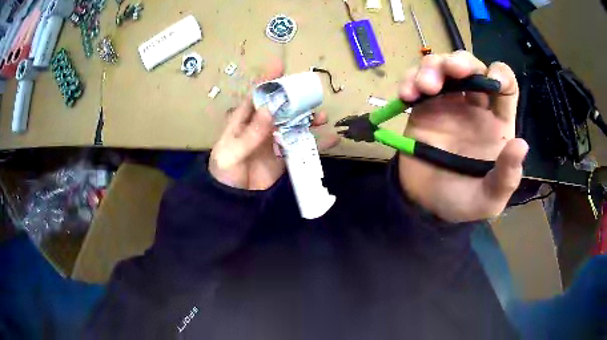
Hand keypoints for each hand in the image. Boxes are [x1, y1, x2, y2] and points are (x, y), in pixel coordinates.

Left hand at [209, 61, 338, 190]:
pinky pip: (303, 146)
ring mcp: (275, 140)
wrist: (234, 199)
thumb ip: (250, 133)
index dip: (267, 80)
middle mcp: (262, 126)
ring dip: (309, 119)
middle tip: (311, 94)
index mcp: (244, 120)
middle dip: (295, 99)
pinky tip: (332, 139)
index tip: (279, 65)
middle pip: (281, 107)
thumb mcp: (231, 152)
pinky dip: (317, 143)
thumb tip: (270, 108)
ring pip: (295, 124)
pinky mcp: (285, 155)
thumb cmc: (225, 172)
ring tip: (322, 117)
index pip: (256, 96)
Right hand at [398, 51, 528, 222]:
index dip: (501, 75)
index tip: (491, 80)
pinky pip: (415, 82)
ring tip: (423, 88)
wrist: (425, 206)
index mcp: (497, 123)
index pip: (505, 86)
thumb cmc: (462, 201)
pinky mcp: (422, 107)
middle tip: (450, 71)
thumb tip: (521, 144)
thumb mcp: (489, 199)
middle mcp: (474, 106)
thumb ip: (506, 177)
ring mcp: (446, 103)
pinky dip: (409, 81)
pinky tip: (406, 95)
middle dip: (460, 61)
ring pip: (441, 66)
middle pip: (471, 66)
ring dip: (431, 68)